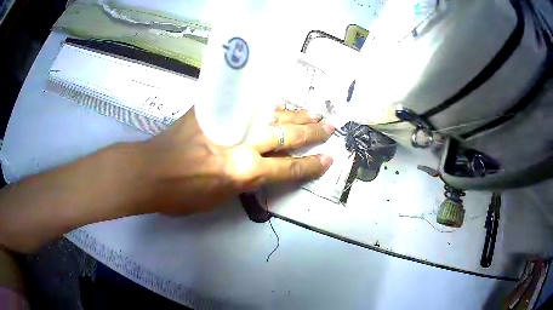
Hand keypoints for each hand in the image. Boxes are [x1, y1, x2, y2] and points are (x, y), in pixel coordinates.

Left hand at [140, 106, 334, 214]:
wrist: (149, 170)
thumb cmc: (180, 194)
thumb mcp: (218, 198)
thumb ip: (242, 181)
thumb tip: (256, 167)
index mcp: (243, 172)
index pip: (288, 169)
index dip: (311, 165)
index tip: (329, 159)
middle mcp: (242, 144)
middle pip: (286, 136)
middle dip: (311, 133)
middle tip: (329, 127)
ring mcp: (228, 122)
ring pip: (270, 115)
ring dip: (294, 115)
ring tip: (313, 113)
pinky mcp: (214, 109)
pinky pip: (247, 105)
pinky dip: (267, 106)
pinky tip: (280, 104)